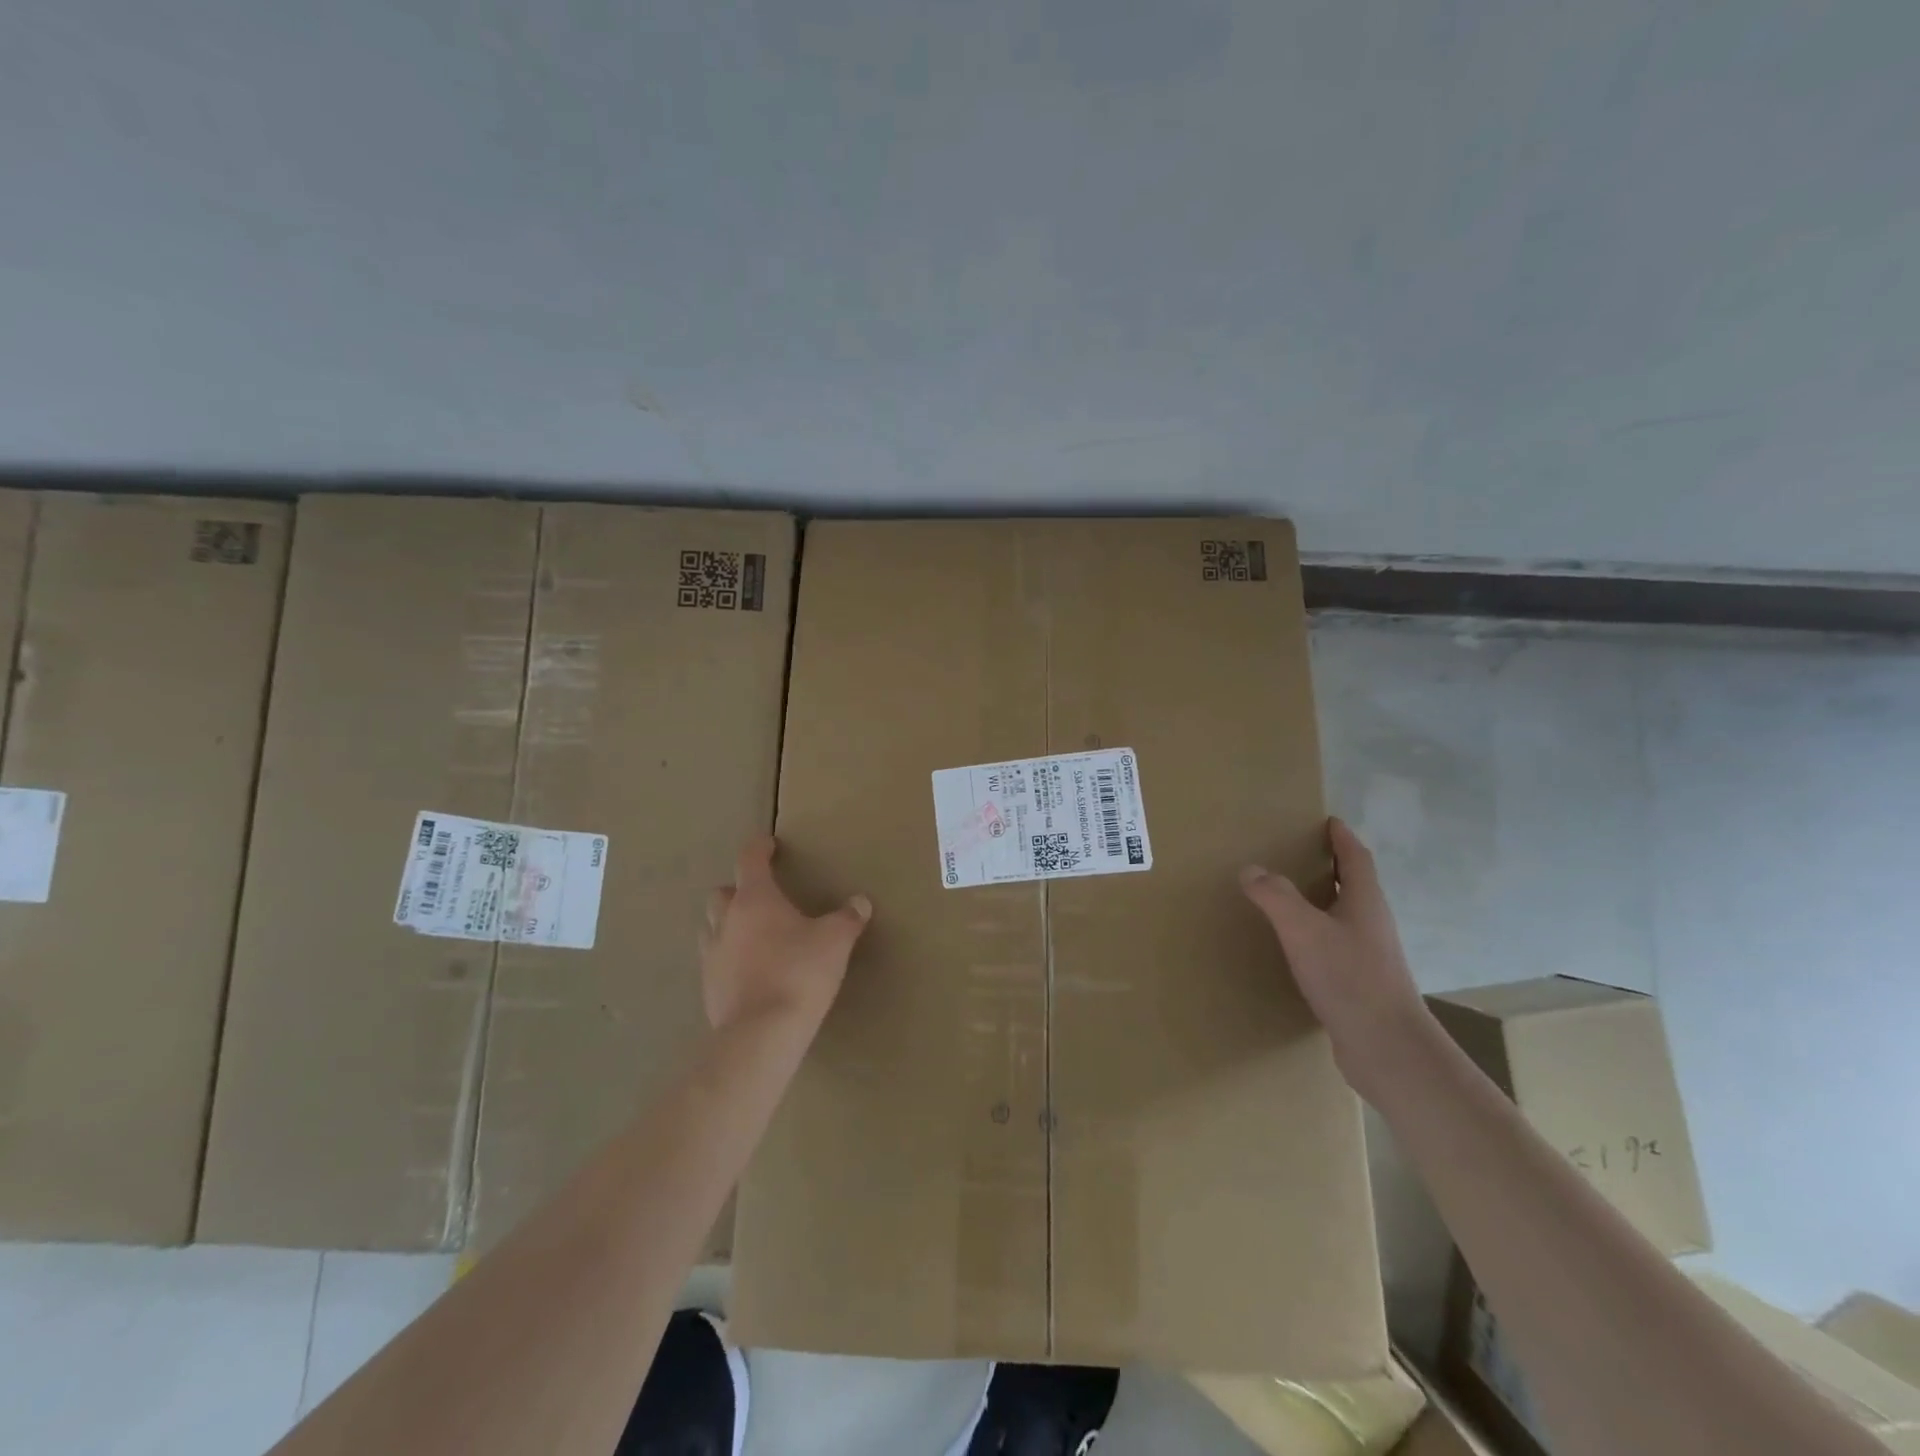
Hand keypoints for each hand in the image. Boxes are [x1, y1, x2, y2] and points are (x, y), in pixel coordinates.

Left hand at [700, 835, 871, 1033]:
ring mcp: (712, 956)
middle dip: (738, 890)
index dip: (759, 848)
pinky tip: (749, 971)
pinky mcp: (708, 988)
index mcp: (755, 899)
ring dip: (728, 924)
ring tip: (753, 934)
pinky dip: (729, 958)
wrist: (761, 1035)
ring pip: (712, 927)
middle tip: (761, 897)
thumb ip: (848, 918)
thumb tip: (860, 902)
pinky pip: (715, 962)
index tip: (769, 844)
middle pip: (721, 893)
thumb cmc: (799, 974)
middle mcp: (727, 921)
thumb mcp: (836, 941)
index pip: (750, 860)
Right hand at [1239, 818, 1431, 1101]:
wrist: (1387, 1048)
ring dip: (1324, 901)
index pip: (1356, 858)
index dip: (1342, 838)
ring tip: (1290, 896)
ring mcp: (1370, 955)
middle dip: (1331, 866)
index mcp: (1364, 902)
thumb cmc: (1349, 978)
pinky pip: (1337, 945)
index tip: (1328, 821)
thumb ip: (1275, 896)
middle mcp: (1372, 923)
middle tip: (1299, 854)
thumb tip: (1250, 869)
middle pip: (1354, 885)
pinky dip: (1318, 933)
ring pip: (1345, 916)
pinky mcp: (1362, 983)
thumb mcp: (1303, 930)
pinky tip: (1297, 947)